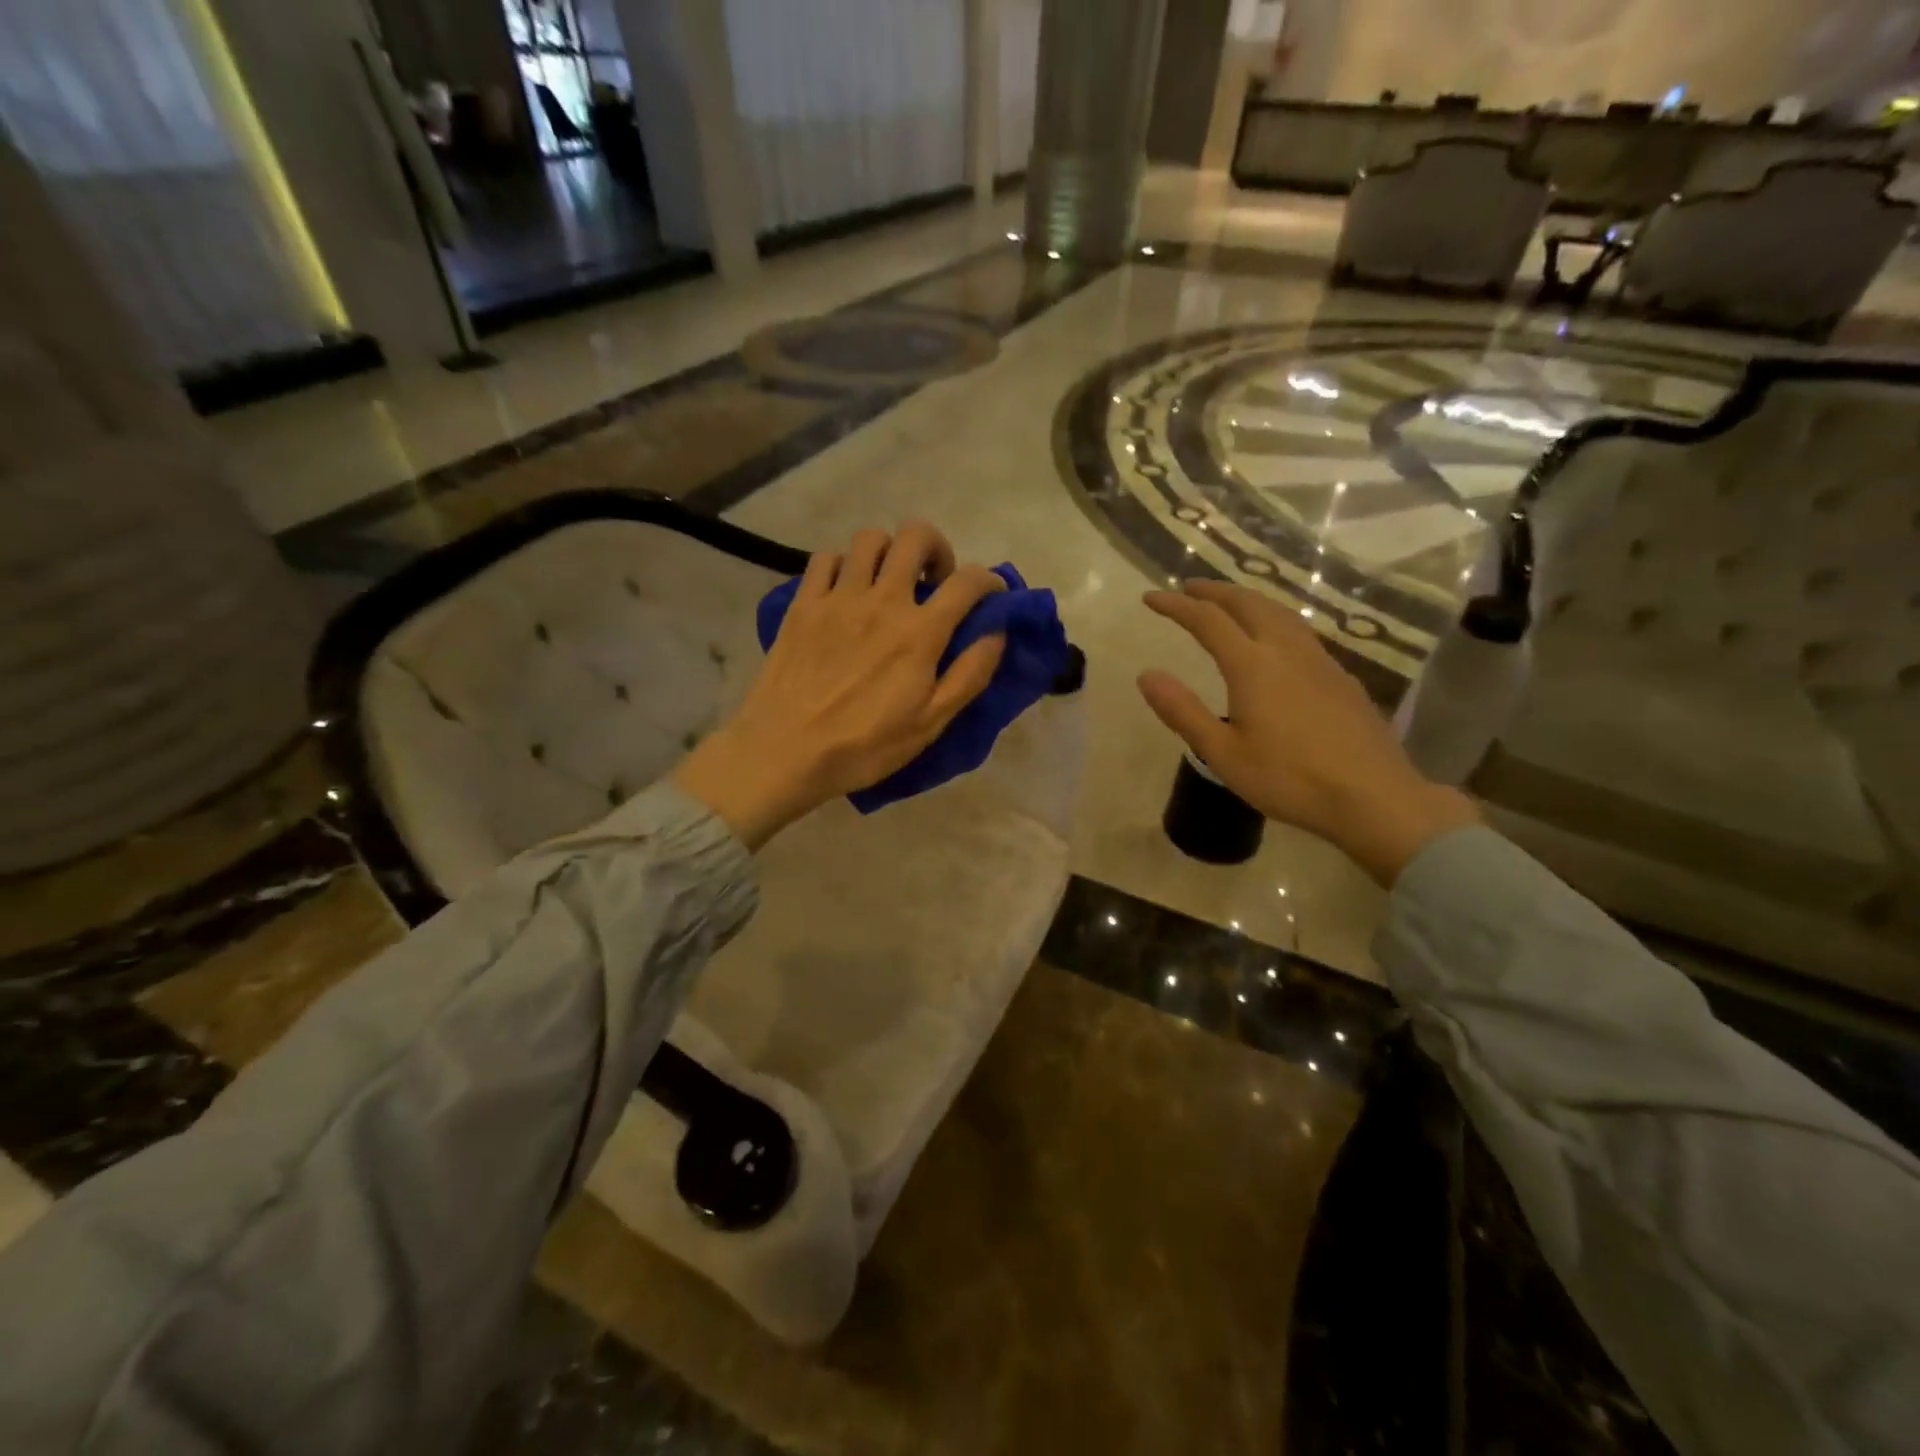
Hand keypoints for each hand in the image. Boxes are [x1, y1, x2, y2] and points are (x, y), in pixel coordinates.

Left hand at [674, 522, 1006, 848]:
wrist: (785, 751)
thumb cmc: (864, 745)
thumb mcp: (931, 723)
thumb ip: (969, 674)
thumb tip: (996, 632)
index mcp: (920, 632)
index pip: (968, 582)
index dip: (990, 580)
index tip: (992, 594)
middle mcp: (882, 600)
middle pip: (916, 537)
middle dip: (937, 549)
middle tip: (935, 581)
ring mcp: (838, 597)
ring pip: (870, 540)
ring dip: (890, 552)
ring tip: (889, 581)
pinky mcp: (803, 604)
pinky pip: (826, 558)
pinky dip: (843, 564)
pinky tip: (846, 590)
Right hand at [1138, 581, 1478, 884]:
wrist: (1373, 796)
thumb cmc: (1289, 779)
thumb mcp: (1223, 753)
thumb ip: (1183, 711)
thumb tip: (1146, 675)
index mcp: (1253, 666)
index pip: (1207, 620)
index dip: (1176, 605)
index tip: (1151, 598)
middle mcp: (1286, 651)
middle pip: (1248, 603)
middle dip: (1214, 591)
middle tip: (1189, 588)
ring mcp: (1319, 661)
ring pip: (1280, 612)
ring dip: (1247, 599)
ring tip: (1228, 603)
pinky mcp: (1340, 677)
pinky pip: (1300, 630)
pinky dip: (1274, 619)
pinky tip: (1275, 639)